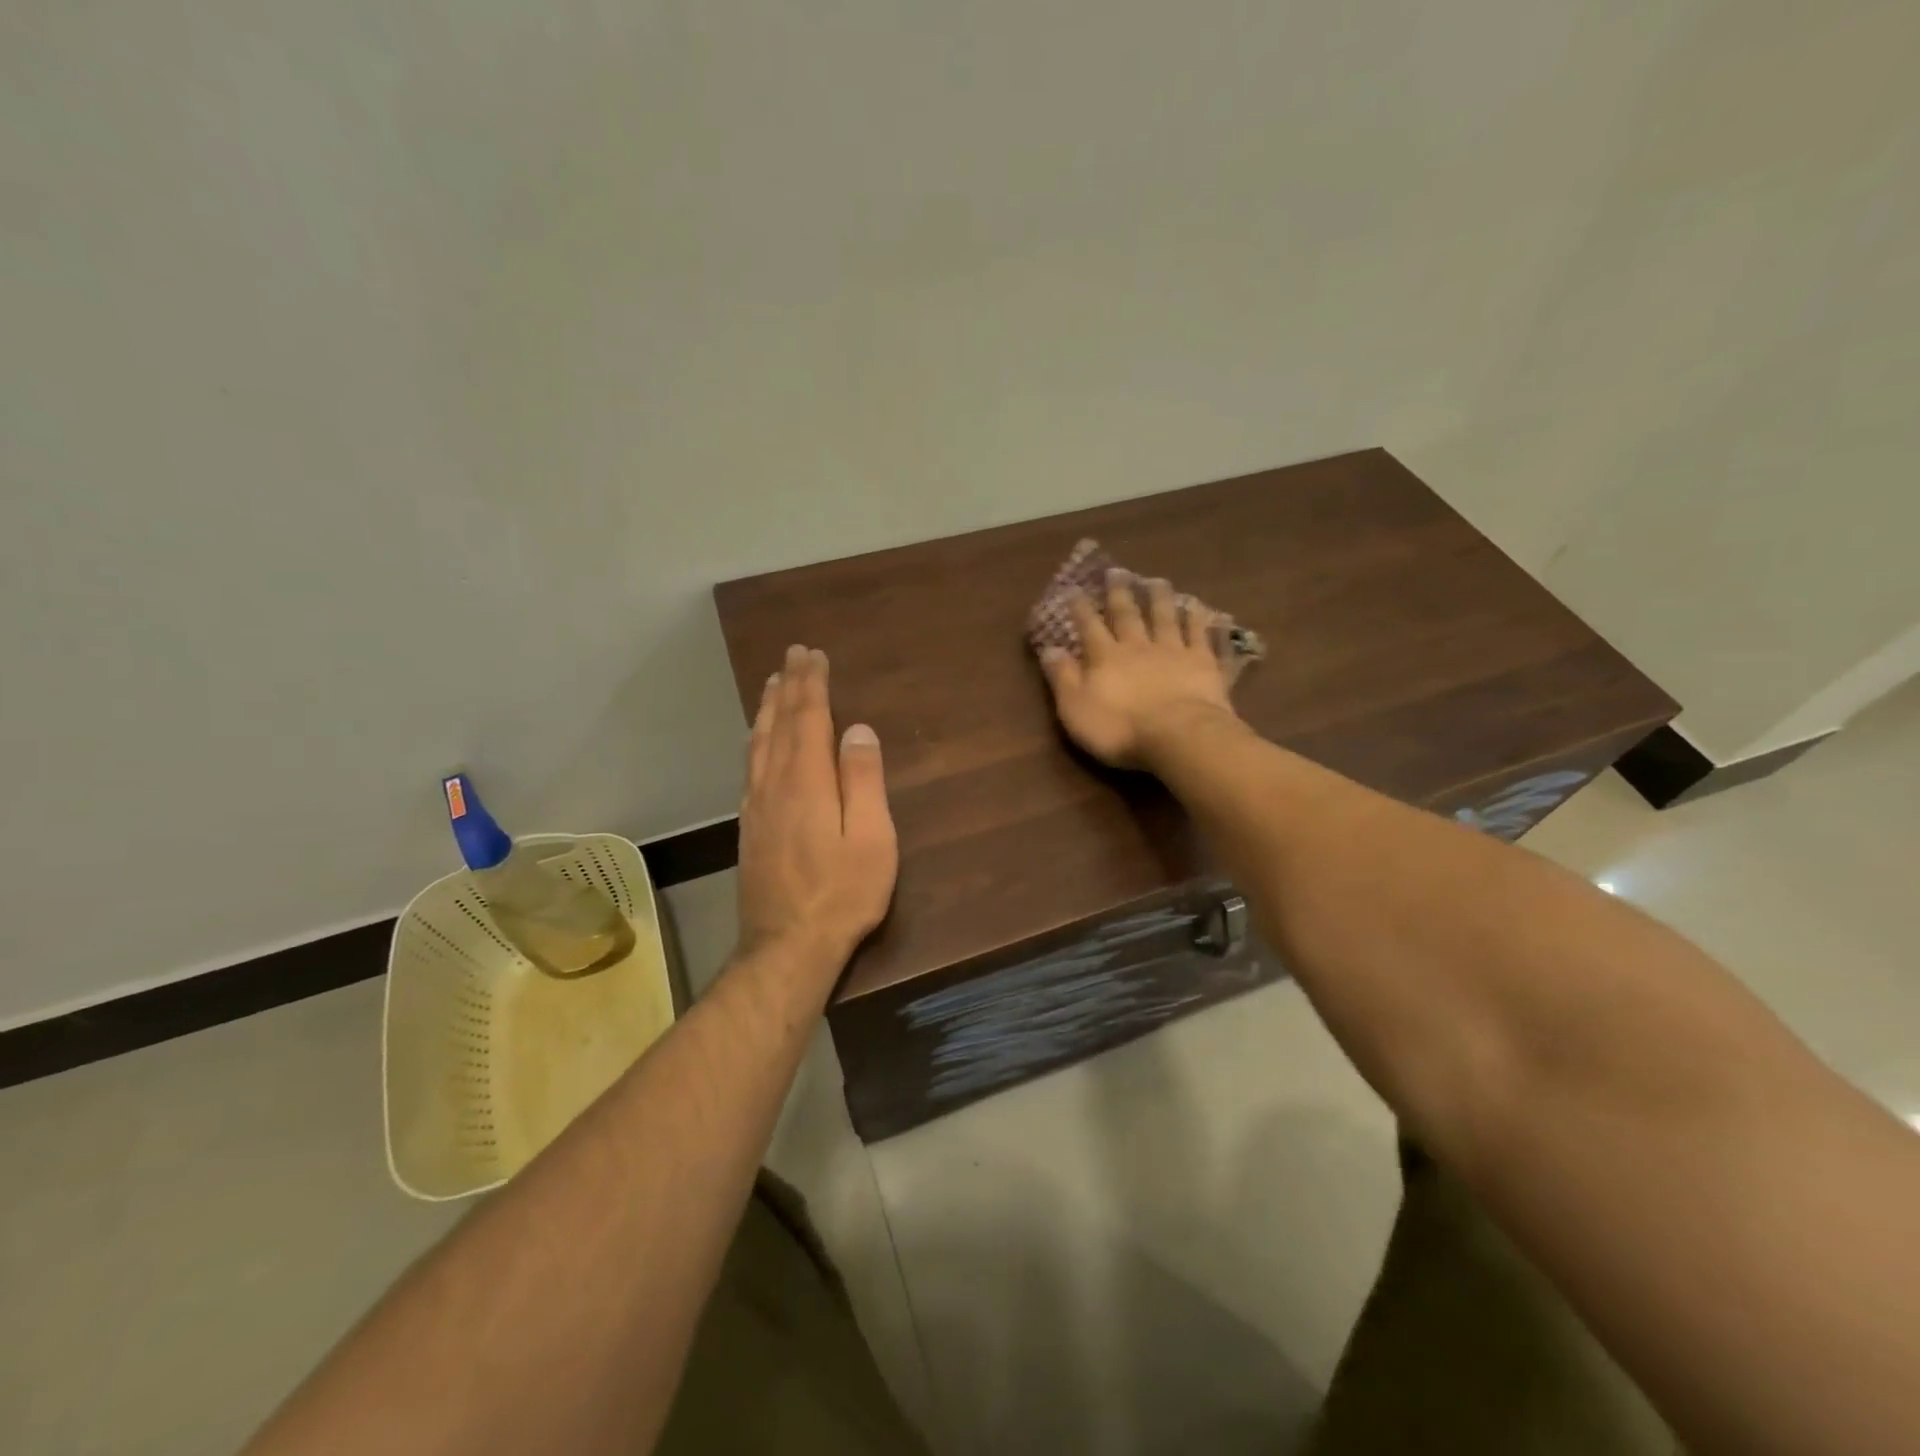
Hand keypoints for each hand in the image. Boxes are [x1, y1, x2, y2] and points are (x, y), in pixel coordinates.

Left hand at [737, 644, 897, 973]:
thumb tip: (857, 729)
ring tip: (772, 683)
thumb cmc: (842, 893)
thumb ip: (863, 780)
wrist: (787, 946)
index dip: (812, 685)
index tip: (813, 655)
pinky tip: (757, 740)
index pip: (809, 719)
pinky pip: (750, 767)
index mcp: (808, 781)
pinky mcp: (750, 827)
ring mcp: (757, 806)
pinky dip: (756, 740)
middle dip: (789, 686)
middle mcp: (775, 784)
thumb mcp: (871, 838)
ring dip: (768, 709)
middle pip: (781, 724)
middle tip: (793, 655)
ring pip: (760, 743)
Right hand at [1038, 569, 1240, 769]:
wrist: (1178, 735)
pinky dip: (1198, 619)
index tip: (1074, 589)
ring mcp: (1173, 651)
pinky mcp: (1203, 662)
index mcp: (1105, 657)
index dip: (1080, 608)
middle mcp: (1137, 646)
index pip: (1089, 626)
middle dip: (1119, 593)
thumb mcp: (1076, 708)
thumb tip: (1049, 649)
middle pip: (1127, 614)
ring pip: (1164, 617)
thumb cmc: (1120, 728)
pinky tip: (1198, 607)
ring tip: (1156, 580)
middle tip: (1117, 571)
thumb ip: (1063, 677)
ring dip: (1159, 598)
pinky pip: (1199, 635)